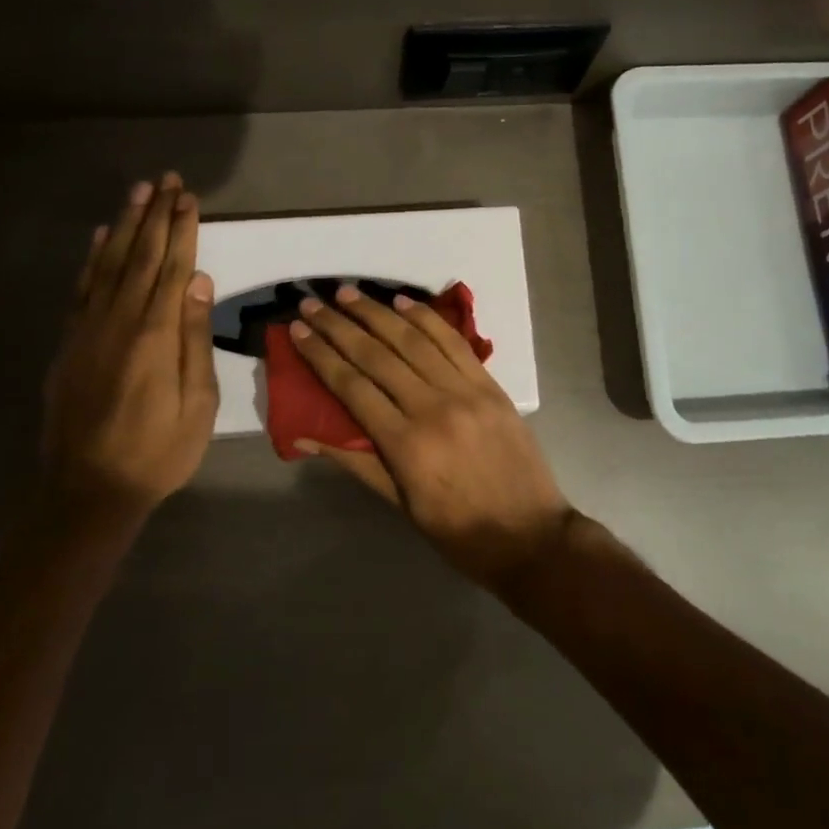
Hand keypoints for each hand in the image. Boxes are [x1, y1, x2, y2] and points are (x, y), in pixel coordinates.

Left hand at [41, 173, 218, 513]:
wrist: (87, 491)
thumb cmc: (158, 452)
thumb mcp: (198, 403)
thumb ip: (194, 338)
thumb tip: (198, 281)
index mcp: (154, 334)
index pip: (172, 267)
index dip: (182, 229)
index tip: (188, 197)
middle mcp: (118, 321)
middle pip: (140, 256)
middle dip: (155, 215)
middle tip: (166, 180)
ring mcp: (88, 330)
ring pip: (109, 264)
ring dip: (125, 225)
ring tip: (137, 192)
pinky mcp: (70, 344)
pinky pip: (82, 289)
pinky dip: (93, 258)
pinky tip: (102, 237)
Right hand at [289, 286, 574, 591]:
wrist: (530, 535)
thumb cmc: (457, 531)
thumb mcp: (399, 504)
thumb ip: (354, 461)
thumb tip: (303, 434)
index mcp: (405, 445)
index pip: (352, 386)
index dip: (321, 355)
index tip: (298, 331)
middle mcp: (432, 408)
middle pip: (377, 356)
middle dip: (340, 326)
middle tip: (312, 304)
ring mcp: (465, 391)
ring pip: (413, 340)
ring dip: (377, 312)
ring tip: (348, 293)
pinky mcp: (490, 384)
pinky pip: (453, 342)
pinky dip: (426, 318)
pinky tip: (403, 302)